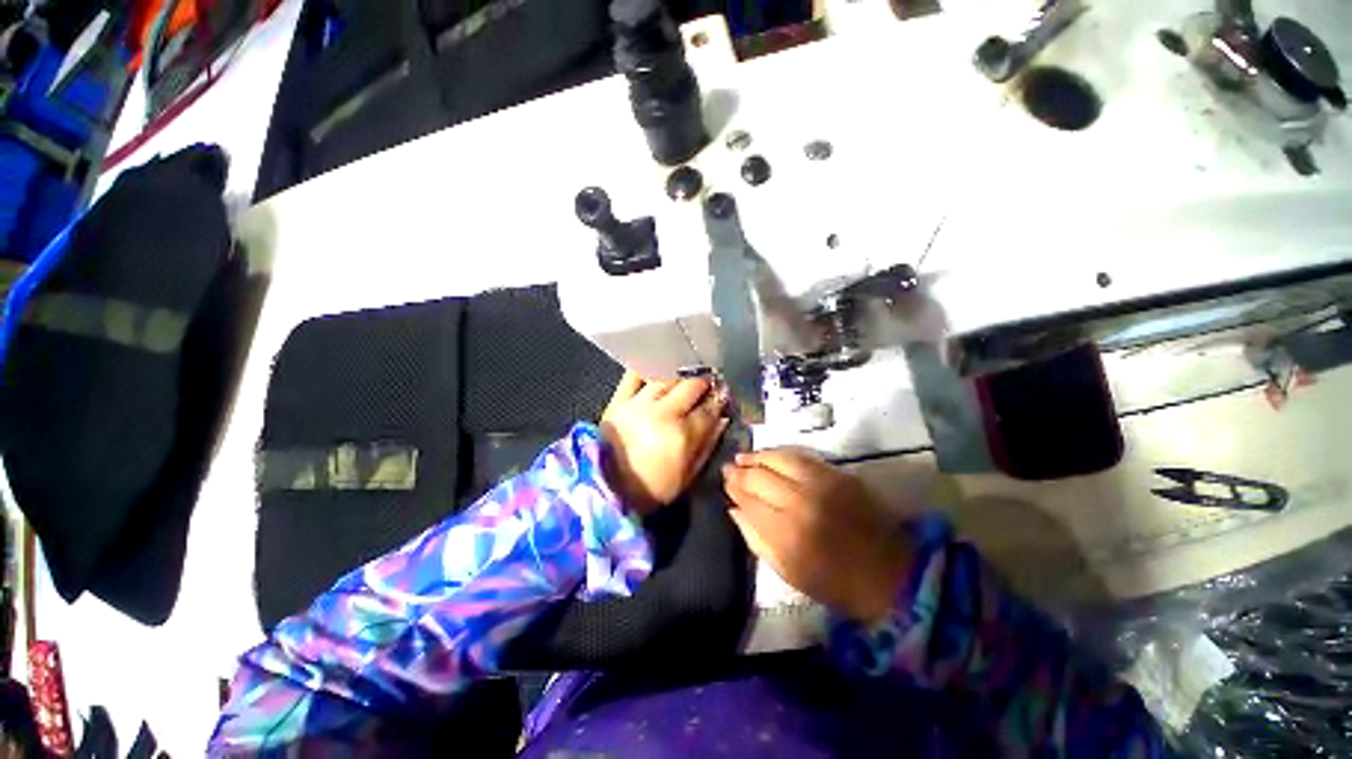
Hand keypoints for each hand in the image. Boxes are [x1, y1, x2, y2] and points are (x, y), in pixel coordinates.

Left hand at [600, 371, 727, 513]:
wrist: (604, 488)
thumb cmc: (651, 488)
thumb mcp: (687, 476)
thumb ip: (707, 446)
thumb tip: (721, 420)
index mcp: (683, 435)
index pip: (709, 408)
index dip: (719, 400)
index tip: (723, 396)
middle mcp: (664, 413)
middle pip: (691, 386)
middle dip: (704, 381)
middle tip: (708, 382)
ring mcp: (639, 404)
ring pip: (667, 377)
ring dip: (680, 373)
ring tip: (686, 373)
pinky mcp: (619, 400)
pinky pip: (633, 376)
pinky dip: (646, 368)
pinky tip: (656, 364)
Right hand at [723, 449, 910, 624]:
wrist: (890, 574)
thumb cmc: (834, 583)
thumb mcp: (787, 573)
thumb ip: (756, 539)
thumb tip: (734, 510)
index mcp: (787, 534)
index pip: (749, 501)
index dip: (734, 489)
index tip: (724, 482)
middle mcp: (801, 503)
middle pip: (760, 477)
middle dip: (740, 472)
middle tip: (728, 468)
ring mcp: (821, 484)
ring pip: (779, 460)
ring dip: (757, 456)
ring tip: (743, 457)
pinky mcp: (838, 475)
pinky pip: (801, 456)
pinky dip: (781, 453)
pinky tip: (769, 455)